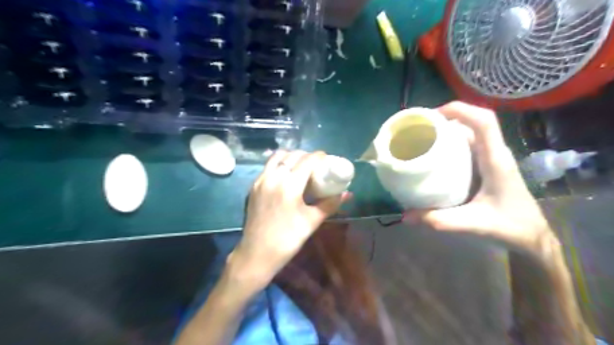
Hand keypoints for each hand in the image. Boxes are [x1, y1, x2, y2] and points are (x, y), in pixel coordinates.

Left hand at [226, 151, 352, 290]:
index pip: (306, 160)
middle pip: (292, 156)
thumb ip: (330, 205)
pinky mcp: (253, 186)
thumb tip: (347, 194)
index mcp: (289, 186)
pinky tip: (286, 175)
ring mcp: (261, 181)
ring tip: (301, 166)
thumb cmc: (287, 240)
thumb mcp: (311, 222)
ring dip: (291, 156)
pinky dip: (279, 163)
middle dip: (306, 155)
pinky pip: (268, 166)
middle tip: (316, 164)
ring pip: (277, 157)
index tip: (327, 158)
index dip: (319, 156)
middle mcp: (273, 178)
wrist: (256, 254)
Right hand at [406, 102, 552, 251]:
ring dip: (447, 131)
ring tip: (423, 139)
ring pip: (470, 134)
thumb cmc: (510, 226)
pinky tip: (435, 157)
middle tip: (419, 129)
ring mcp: (491, 159)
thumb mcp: (474, 224)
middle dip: (446, 119)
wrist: (532, 236)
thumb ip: (440, 220)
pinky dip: (450, 145)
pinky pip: (468, 146)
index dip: (460, 110)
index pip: (484, 122)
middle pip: (473, 123)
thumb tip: (406, 216)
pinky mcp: (486, 167)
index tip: (432, 116)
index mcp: (495, 160)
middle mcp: (495, 153)